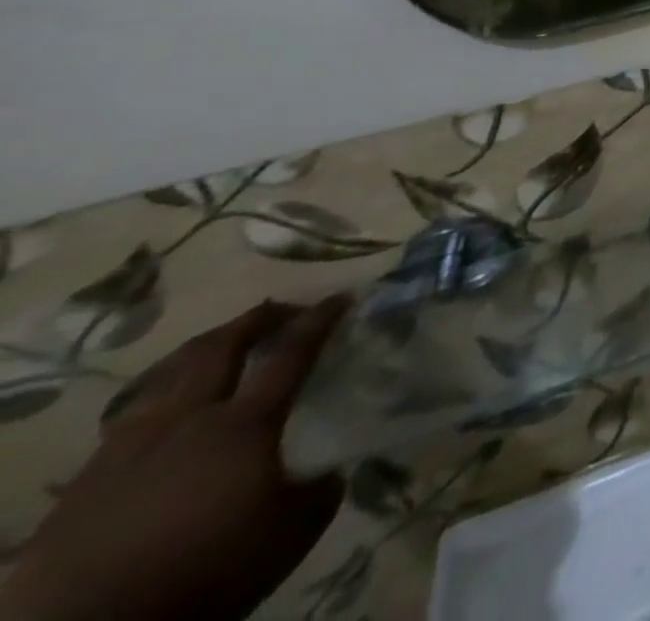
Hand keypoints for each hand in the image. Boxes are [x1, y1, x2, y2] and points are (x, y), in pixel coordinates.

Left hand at [0, 298, 348, 620]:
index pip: (291, 352)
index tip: (342, 298)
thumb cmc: (205, 574)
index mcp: (244, 423)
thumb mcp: (290, 534)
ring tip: (222, 347)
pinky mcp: (84, 483)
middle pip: (219, 349)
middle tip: (280, 310)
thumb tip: (329, 468)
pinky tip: (167, 409)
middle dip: (254, 321)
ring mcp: (128, 448)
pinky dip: (161, 395)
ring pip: (167, 376)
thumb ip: (319, 488)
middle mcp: (188, 420)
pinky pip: (130, 417)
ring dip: (203, 351)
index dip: (320, 320)